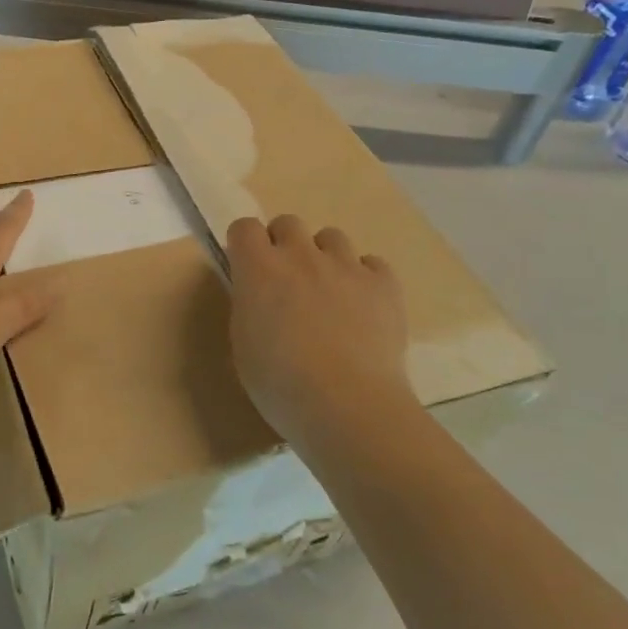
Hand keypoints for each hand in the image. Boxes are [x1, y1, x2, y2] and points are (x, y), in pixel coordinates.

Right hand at [226, 215, 415, 445]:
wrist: (347, 405)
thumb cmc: (280, 384)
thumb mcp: (243, 345)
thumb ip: (249, 307)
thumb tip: (259, 295)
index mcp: (259, 269)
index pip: (244, 227)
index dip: (245, 245)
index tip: (247, 268)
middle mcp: (301, 256)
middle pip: (288, 223)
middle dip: (283, 244)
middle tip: (286, 281)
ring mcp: (346, 266)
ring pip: (332, 237)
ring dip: (324, 257)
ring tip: (328, 292)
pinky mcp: (384, 284)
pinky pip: (372, 264)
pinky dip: (364, 278)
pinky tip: (362, 307)